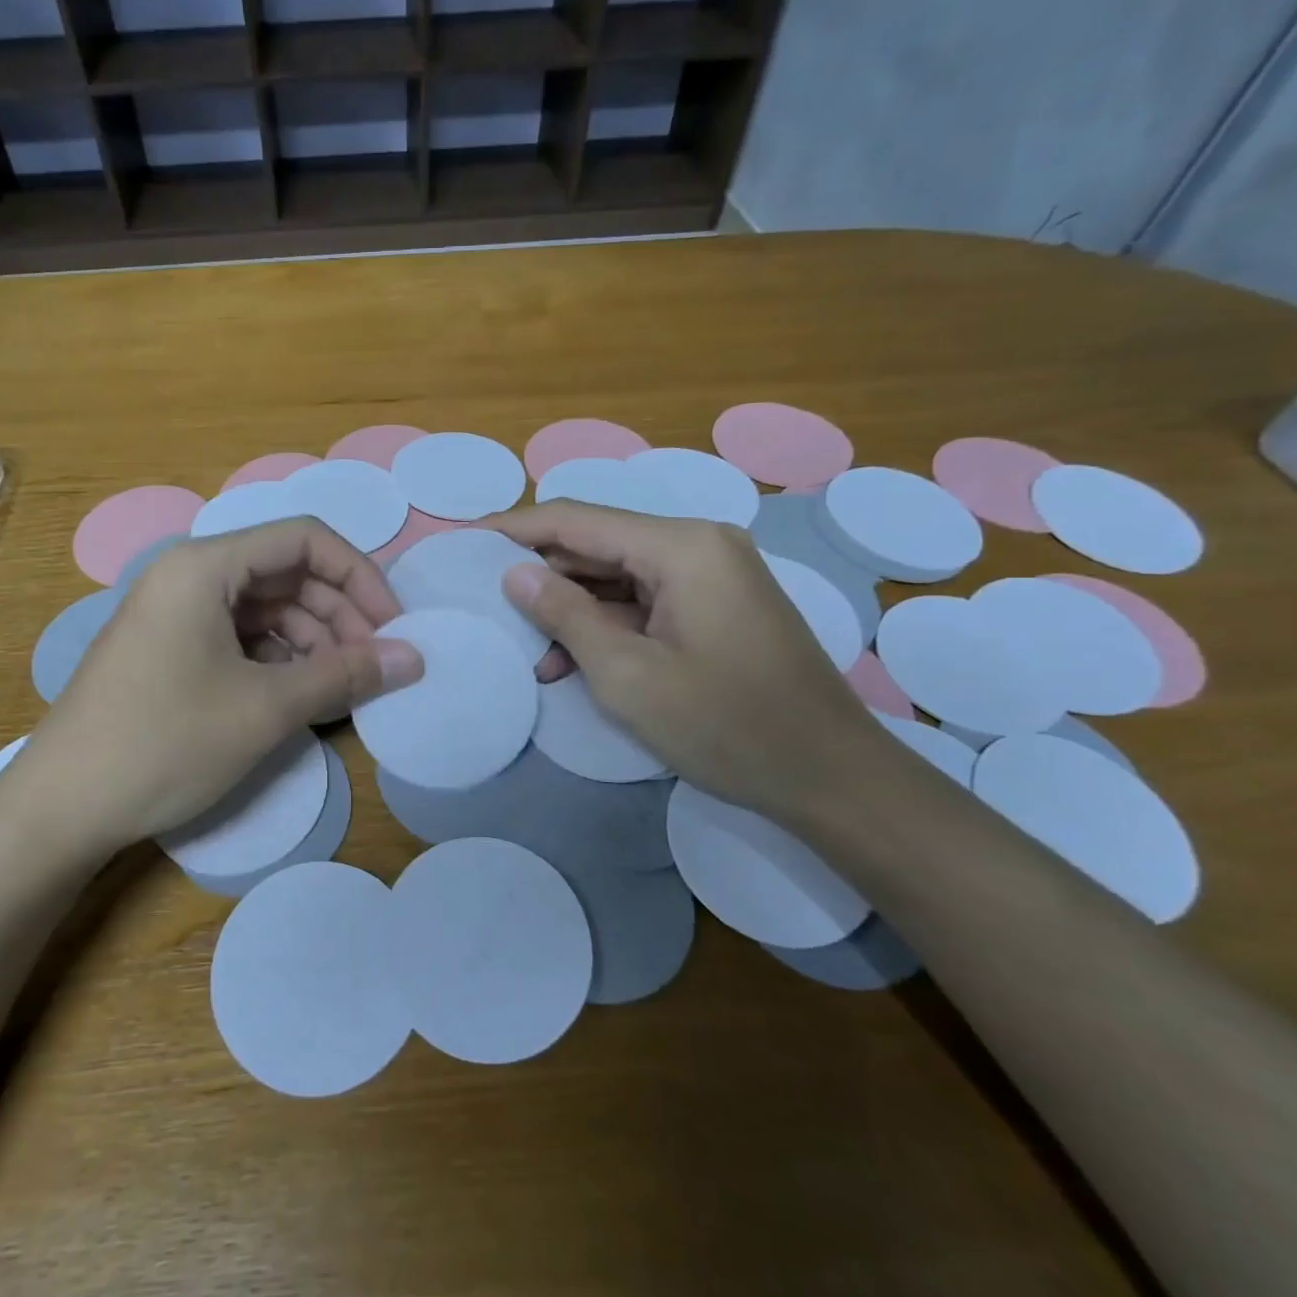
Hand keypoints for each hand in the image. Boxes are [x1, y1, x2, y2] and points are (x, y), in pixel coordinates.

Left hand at [0, 519, 422, 854]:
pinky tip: (300, 693)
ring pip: (268, 606)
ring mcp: (177, 613)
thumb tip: (414, 658)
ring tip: (342, 685)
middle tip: (374, 664)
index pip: (304, 538)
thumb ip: (345, 674)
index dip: (359, 575)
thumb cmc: (164, 744)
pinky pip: (243, 636)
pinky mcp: (173, 648)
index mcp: (205, 565)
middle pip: (287, 571)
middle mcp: (189, 575)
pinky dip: (281, 658)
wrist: (60, 810)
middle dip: (340, 612)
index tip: (393, 626)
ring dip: (314, 639)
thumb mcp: (265, 708)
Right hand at [480, 501, 886, 822]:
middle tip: (486, 599)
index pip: (577, 519)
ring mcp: (712, 573)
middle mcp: (699, 543)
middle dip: (541, 572)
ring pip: (618, 573)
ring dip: (571, 605)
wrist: (832, 778)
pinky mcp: (716, 604)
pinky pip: (644, 598)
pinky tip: (569, 658)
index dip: (516, 529)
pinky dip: (605, 622)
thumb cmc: (727, 726)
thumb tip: (514, 573)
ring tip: (524, 643)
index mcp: (682, 546)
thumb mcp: (629, 676)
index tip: (464, 543)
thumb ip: (565, 615)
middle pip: (598, 542)